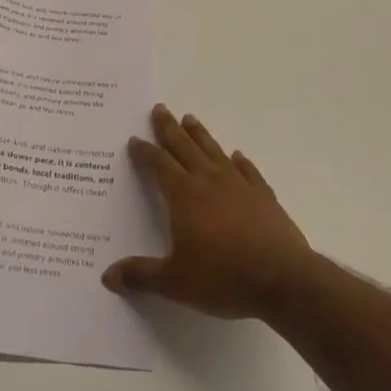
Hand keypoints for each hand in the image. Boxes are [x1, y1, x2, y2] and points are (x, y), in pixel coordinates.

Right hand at [103, 105, 315, 319]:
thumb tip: (108, 275)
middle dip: (169, 128)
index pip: (159, 165)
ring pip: (214, 151)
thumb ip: (141, 275)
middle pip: (184, 147)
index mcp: (184, 195)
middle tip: (160, 108)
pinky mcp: (263, 195)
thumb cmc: (223, 277)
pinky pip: (248, 170)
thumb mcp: (175, 282)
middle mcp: (208, 180)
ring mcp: (239, 184)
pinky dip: (240, 161)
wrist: (282, 279)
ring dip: (200, 134)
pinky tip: (237, 156)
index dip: (145, 152)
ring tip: (190, 119)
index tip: (135, 139)